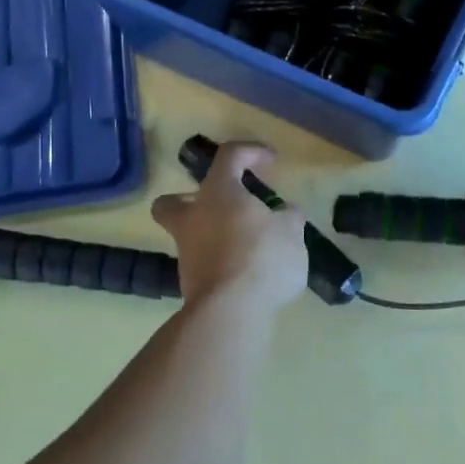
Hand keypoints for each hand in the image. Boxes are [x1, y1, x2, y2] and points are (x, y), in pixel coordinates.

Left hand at [151, 142, 307, 313]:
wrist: (230, 312)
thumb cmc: (261, 258)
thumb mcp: (291, 233)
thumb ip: (288, 218)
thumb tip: (286, 213)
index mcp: (218, 193)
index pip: (229, 156)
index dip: (251, 151)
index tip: (271, 162)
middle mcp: (193, 218)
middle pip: (174, 201)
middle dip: (190, 199)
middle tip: (221, 206)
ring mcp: (186, 252)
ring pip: (189, 234)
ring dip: (213, 235)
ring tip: (248, 246)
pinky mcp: (190, 283)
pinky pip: (204, 263)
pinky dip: (221, 263)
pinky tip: (247, 273)